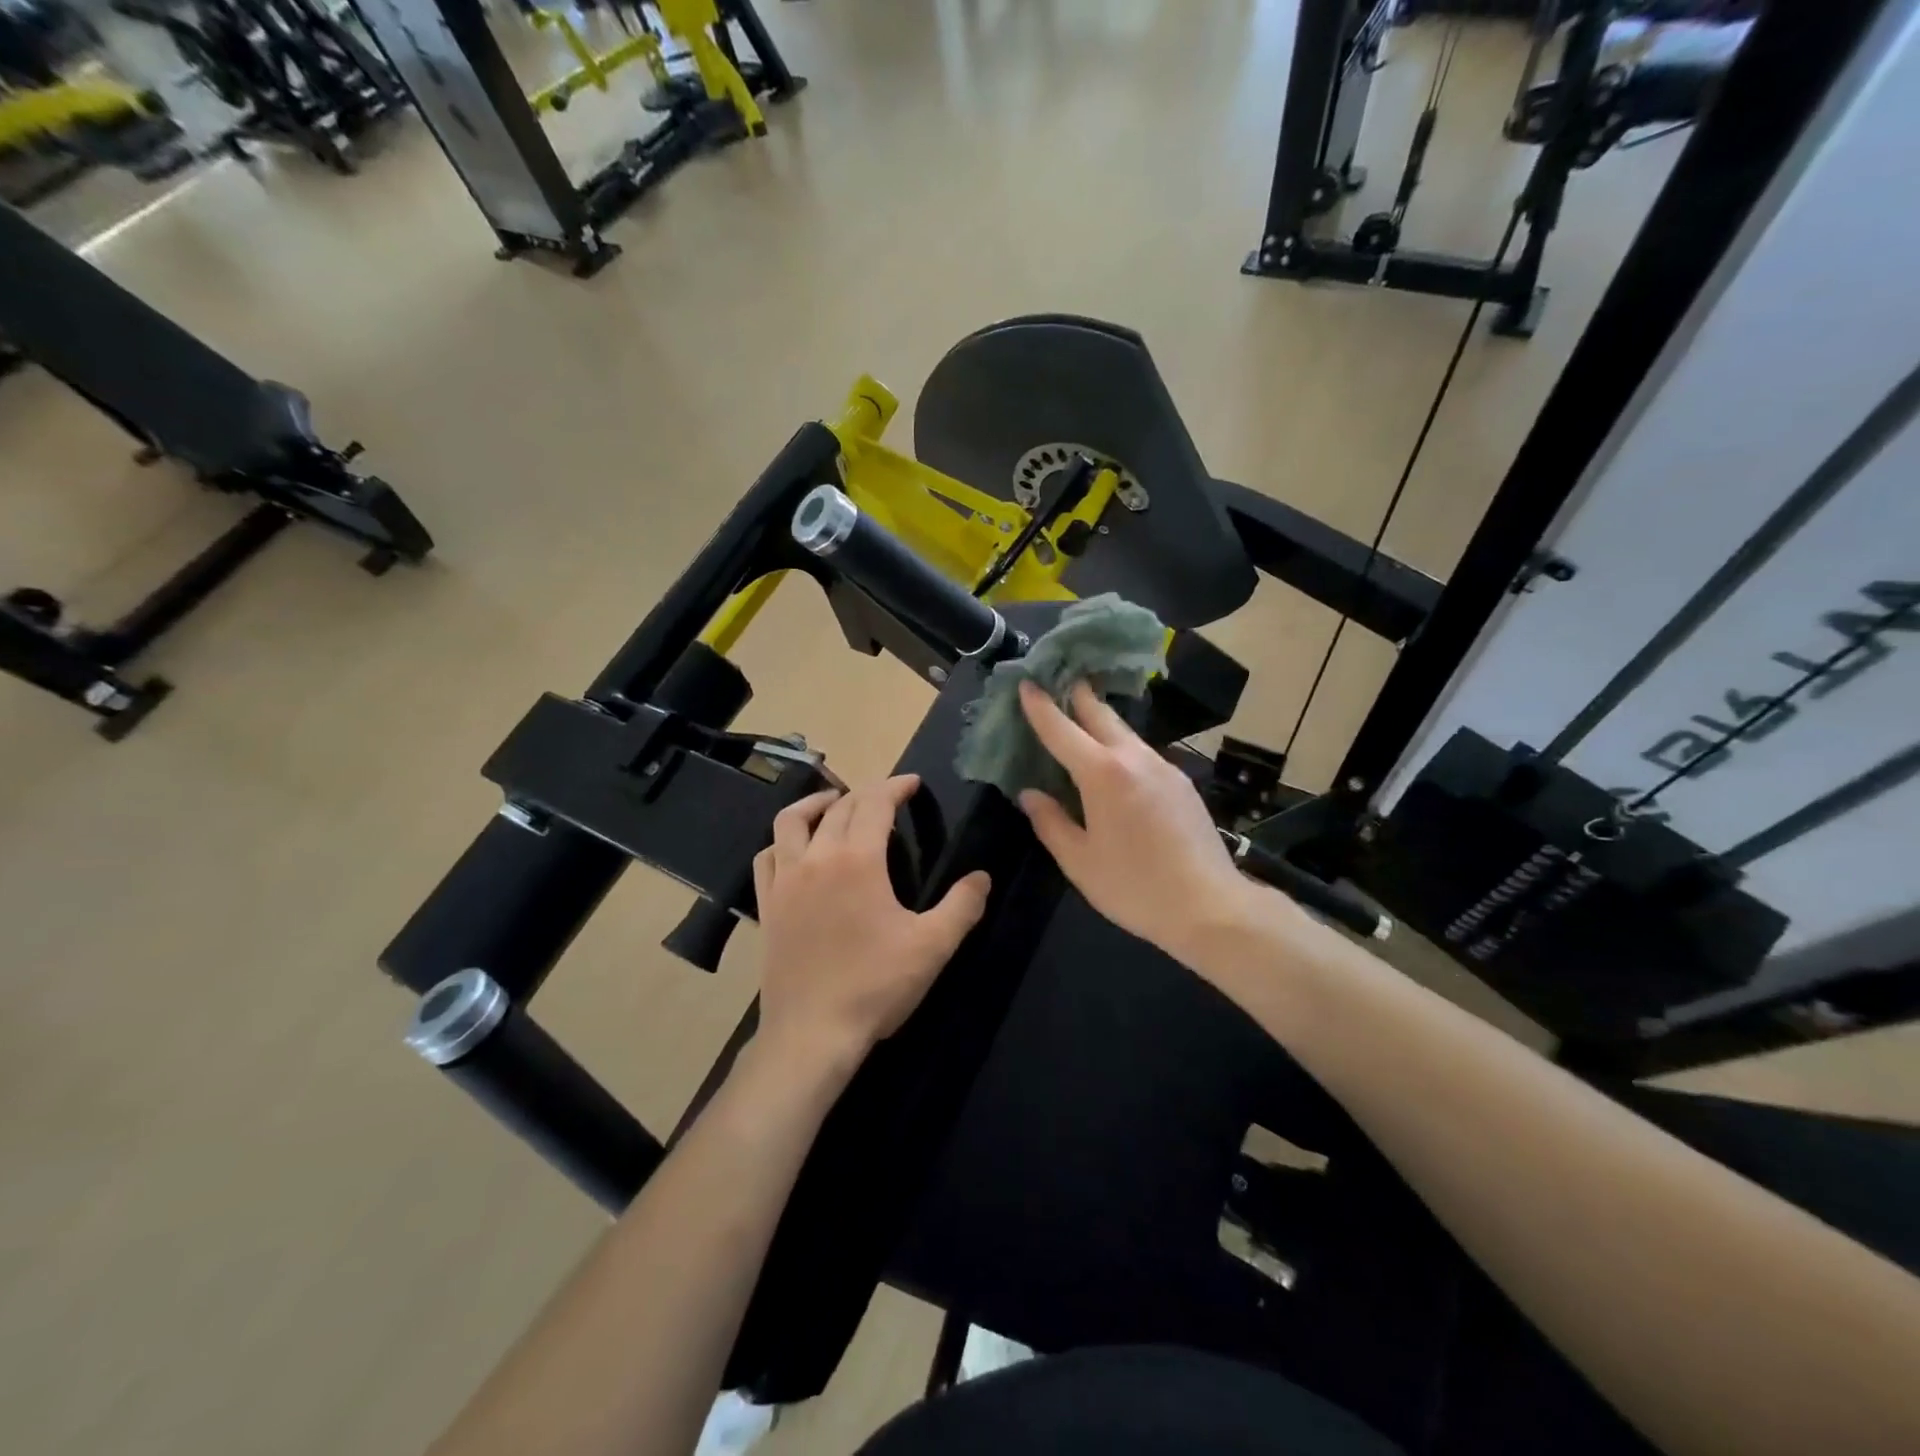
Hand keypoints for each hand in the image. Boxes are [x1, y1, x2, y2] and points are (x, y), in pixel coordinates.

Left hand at [753, 774, 991, 1065]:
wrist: (812, 1033)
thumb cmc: (875, 985)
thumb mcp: (932, 946)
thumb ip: (962, 906)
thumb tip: (982, 877)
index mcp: (857, 859)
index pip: (875, 803)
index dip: (895, 787)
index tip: (912, 784)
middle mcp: (816, 858)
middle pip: (838, 807)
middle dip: (866, 794)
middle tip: (887, 798)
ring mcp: (785, 880)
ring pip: (791, 822)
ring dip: (816, 804)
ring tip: (834, 804)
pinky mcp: (767, 905)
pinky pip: (767, 857)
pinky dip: (782, 841)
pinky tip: (795, 850)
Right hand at [1017, 681, 1270, 964]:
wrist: (1210, 906)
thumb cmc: (1135, 886)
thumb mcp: (1079, 862)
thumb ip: (1051, 823)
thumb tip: (1030, 795)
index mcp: (1102, 774)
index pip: (1062, 730)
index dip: (1040, 707)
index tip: (1026, 683)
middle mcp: (1134, 759)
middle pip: (1101, 715)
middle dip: (1078, 696)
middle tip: (1059, 682)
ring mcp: (1164, 768)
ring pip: (1126, 733)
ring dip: (1101, 721)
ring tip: (1083, 721)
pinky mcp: (1182, 783)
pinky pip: (1143, 754)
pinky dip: (1122, 747)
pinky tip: (1117, 765)